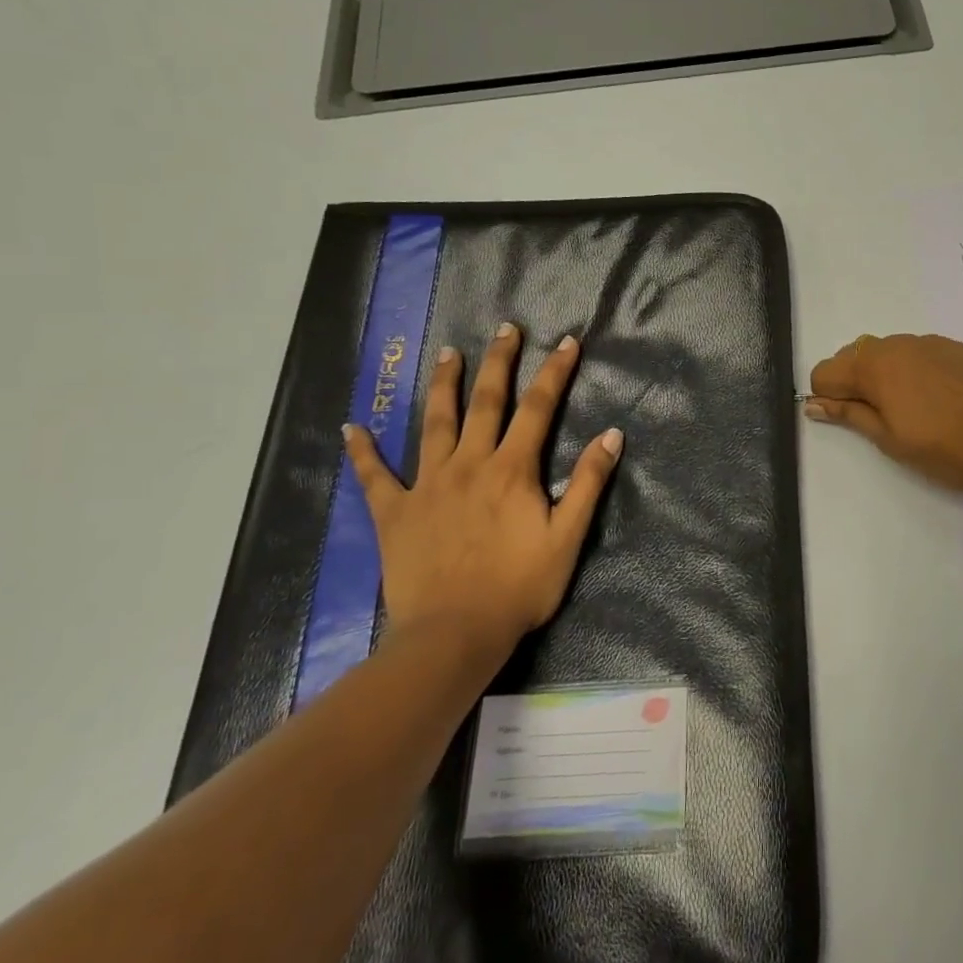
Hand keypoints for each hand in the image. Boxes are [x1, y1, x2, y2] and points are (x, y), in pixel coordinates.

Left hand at [344, 325, 622, 646]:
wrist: (454, 634)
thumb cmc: (519, 587)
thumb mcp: (568, 537)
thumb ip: (589, 482)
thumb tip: (611, 434)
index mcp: (512, 469)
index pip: (539, 408)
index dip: (554, 372)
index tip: (566, 342)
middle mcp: (469, 464)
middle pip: (486, 402)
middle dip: (498, 361)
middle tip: (504, 328)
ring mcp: (428, 485)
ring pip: (435, 423)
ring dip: (443, 385)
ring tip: (447, 353)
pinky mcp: (395, 512)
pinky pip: (375, 476)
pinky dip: (363, 452)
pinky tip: (351, 428)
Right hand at [804, 333, 962, 493]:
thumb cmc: (949, 448)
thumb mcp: (891, 440)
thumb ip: (850, 415)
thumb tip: (813, 403)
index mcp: (874, 365)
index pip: (825, 371)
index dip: (828, 398)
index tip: (848, 423)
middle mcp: (897, 343)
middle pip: (853, 356)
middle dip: (852, 384)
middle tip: (877, 422)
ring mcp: (928, 342)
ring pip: (885, 353)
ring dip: (881, 377)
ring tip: (908, 414)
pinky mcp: (954, 348)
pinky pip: (914, 353)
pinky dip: (909, 371)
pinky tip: (934, 401)